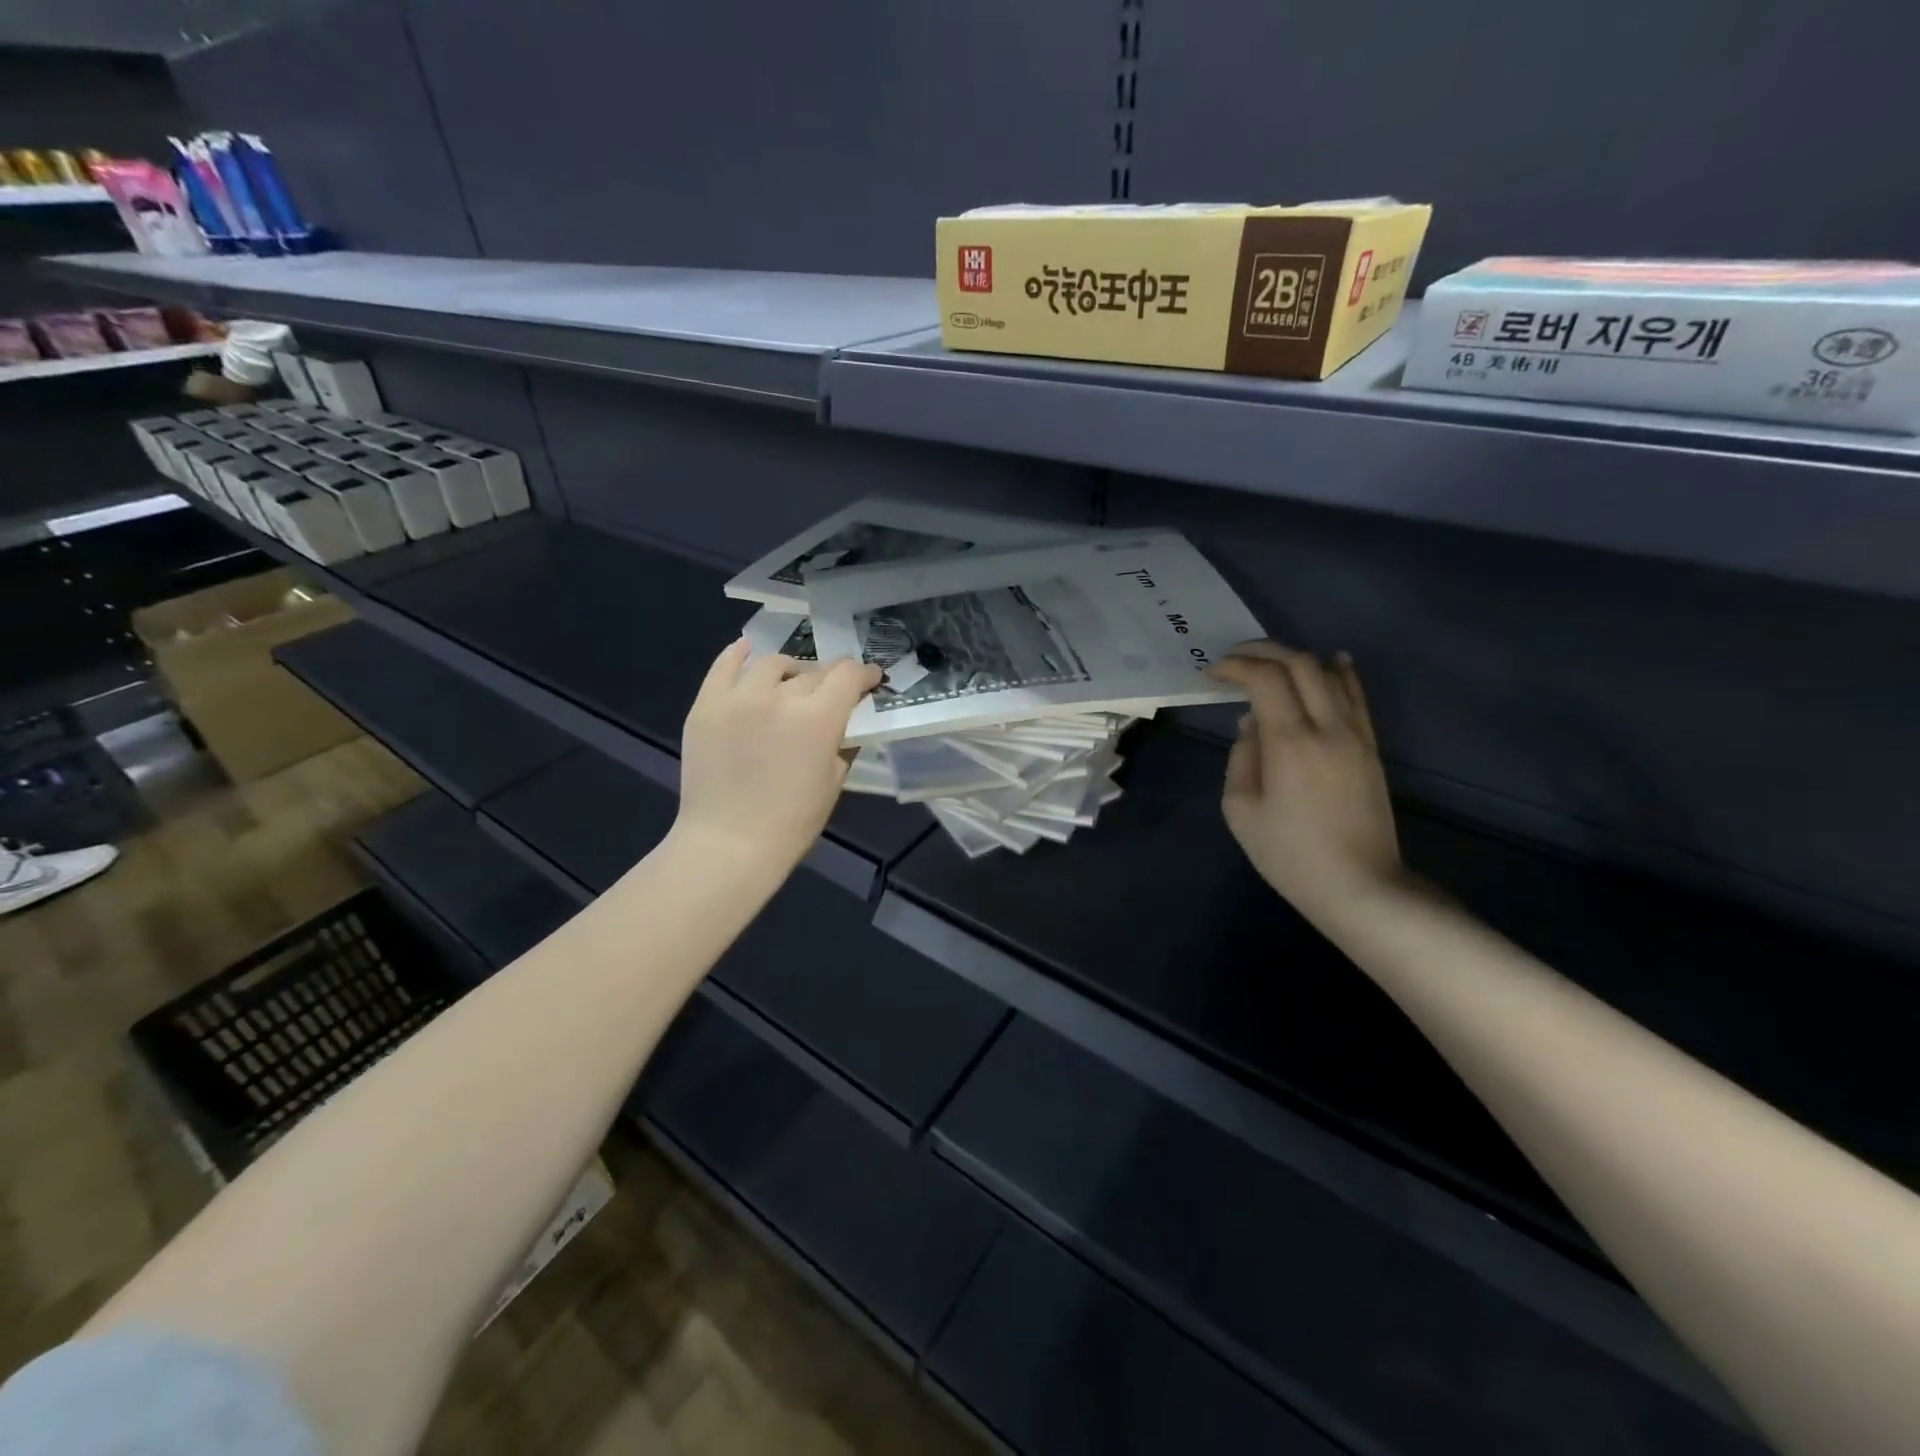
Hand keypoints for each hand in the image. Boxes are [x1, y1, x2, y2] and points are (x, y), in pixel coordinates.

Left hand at [675, 640, 881, 875]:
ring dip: (790, 670)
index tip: (870, 680)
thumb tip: (846, 722)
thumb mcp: (833, 782)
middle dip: (830, 679)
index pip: (848, 676)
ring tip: (792, 682)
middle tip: (832, 693)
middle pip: (813, 672)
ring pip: (772, 664)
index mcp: (818, 718)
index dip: (864, 674)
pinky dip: (738, 655)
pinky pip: (723, 666)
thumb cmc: (792, 823)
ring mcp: (738, 698)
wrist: (728, 845)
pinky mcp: (706, 705)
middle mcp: (779, 697)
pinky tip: (747, 651)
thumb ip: (843, 743)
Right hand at [1209, 641, 1405, 929]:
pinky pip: (1357, 696)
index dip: (1236, 667)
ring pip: (1331, 673)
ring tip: (1269, 662)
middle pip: (1300, 664)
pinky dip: (1340, 672)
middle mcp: (1328, 727)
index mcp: (1290, 743)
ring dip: (1296, 659)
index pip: (1265, 679)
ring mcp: (1356, 735)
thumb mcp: (1241, 811)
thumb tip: (1252, 724)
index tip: (1212, 674)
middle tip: (1234, 659)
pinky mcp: (1371, 747)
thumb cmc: (1290, 855)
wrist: (1360, 886)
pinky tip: (1332, 661)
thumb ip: (1242, 758)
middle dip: (1263, 652)